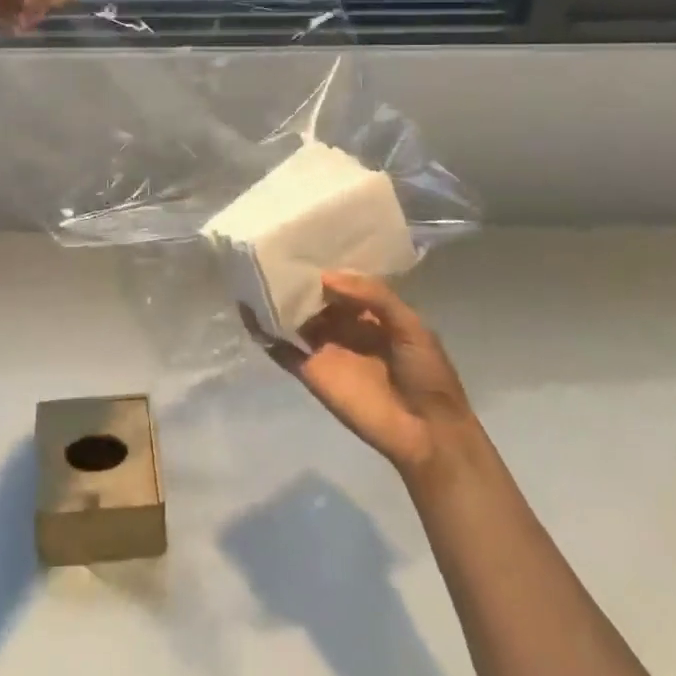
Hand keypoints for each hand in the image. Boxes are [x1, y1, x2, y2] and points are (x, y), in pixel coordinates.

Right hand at [243, 272, 474, 481]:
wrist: (427, 433)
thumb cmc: (426, 374)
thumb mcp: (410, 326)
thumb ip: (374, 296)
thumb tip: (326, 277)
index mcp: (370, 313)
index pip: (340, 283)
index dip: (323, 265)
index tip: (300, 243)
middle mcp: (343, 327)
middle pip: (313, 299)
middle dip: (295, 280)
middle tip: (268, 252)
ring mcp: (325, 350)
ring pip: (294, 320)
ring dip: (275, 302)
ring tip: (250, 274)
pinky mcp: (311, 373)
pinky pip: (283, 351)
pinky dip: (265, 334)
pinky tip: (248, 312)